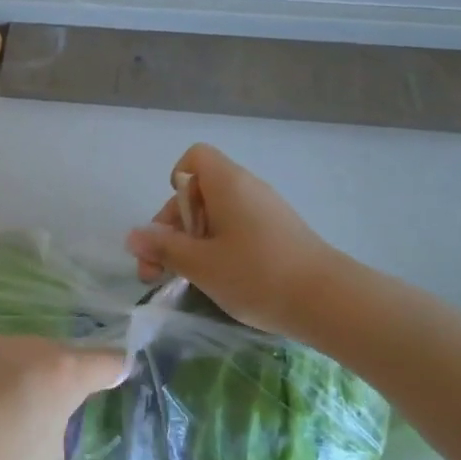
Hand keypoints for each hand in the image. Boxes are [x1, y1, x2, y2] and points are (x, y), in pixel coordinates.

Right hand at [124, 143, 338, 337]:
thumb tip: (132, 236)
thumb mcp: (200, 264)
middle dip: (173, 228)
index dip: (177, 182)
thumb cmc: (257, 274)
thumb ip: (163, 248)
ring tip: (184, 280)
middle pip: (199, 192)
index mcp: (227, 184)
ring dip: (193, 243)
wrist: (328, 301)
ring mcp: (266, 212)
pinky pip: (237, 229)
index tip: (175, 222)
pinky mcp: (278, 234)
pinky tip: (218, 281)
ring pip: (217, 215)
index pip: (194, 158)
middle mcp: (247, 189)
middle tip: (158, 270)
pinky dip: (219, 248)